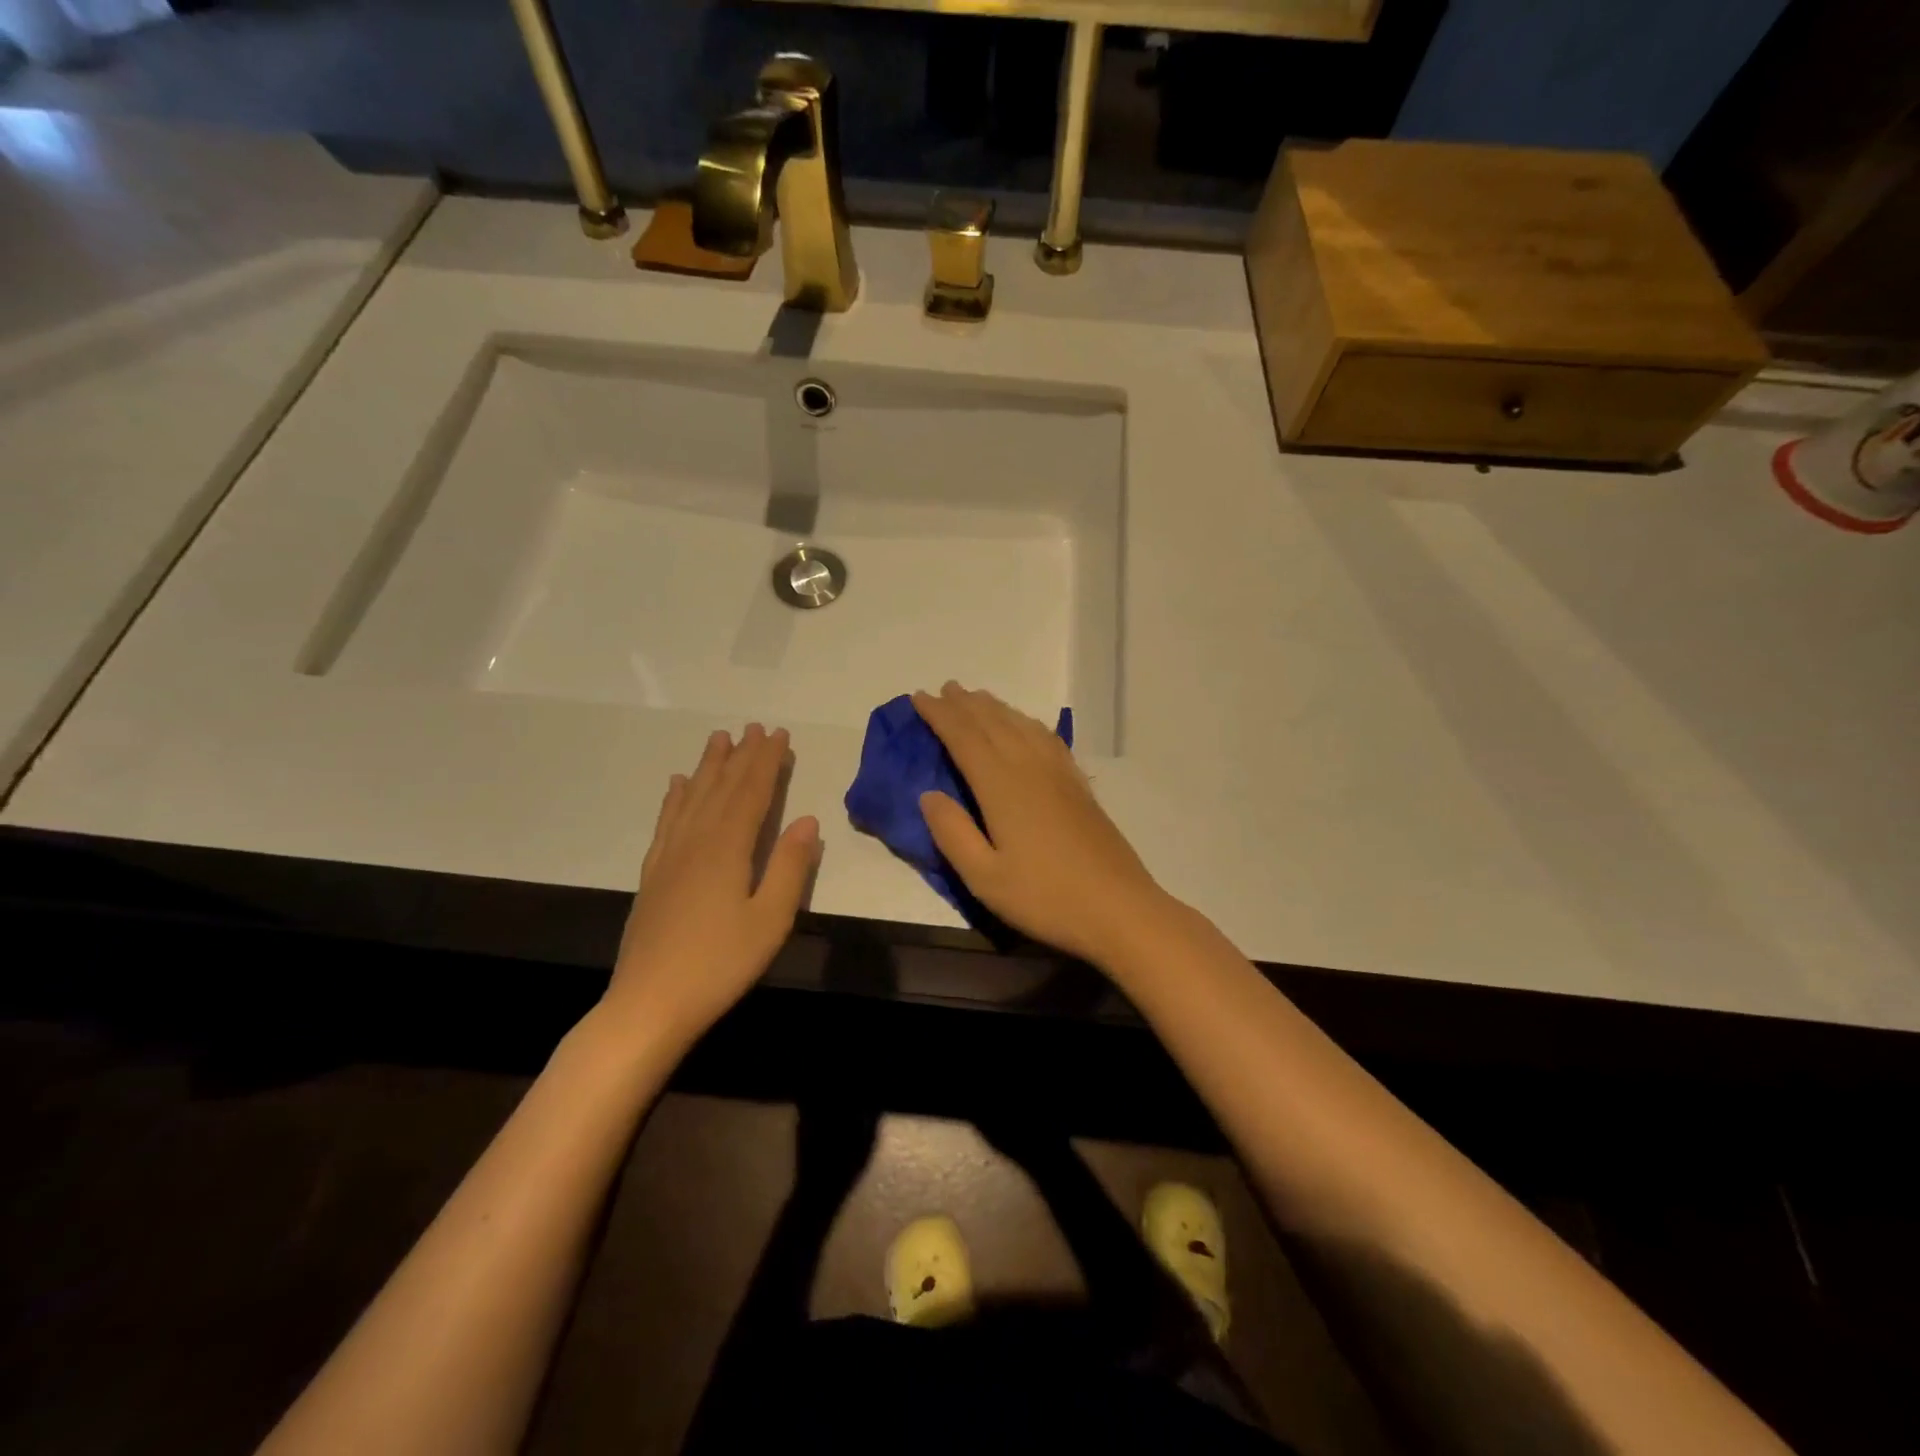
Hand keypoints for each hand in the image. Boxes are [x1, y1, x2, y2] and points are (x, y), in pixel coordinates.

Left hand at [607, 724, 819, 1046]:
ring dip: (708, 766)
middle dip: (741, 755)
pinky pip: (666, 821)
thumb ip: (790, 867)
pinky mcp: (653, 874)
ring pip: (692, 798)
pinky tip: (677, 785)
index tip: (779, 734)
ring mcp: (669, 856)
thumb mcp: (770, 920)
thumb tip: (807, 819)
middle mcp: (696, 841)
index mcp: (727, 848)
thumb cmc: (720, 964)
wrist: (648, 1004)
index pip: (751, 792)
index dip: (766, 761)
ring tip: (718, 739)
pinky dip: (675, 798)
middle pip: (722, 788)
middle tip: (754, 726)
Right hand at [911, 683, 1173, 968]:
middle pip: (993, 723)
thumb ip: (952, 833)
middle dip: (965, 704)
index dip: (939, 715)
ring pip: (1022, 726)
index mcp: (1002, 786)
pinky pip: (1047, 738)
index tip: (919, 697)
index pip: (964, 737)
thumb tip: (928, 794)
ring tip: (978, 698)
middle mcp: (1030, 768)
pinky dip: (1028, 723)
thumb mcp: (984, 877)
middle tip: (944, 689)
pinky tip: (1026, 726)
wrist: (1118, 908)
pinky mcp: (1079, 786)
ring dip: (996, 708)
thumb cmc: (1044, 897)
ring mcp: (1059, 774)